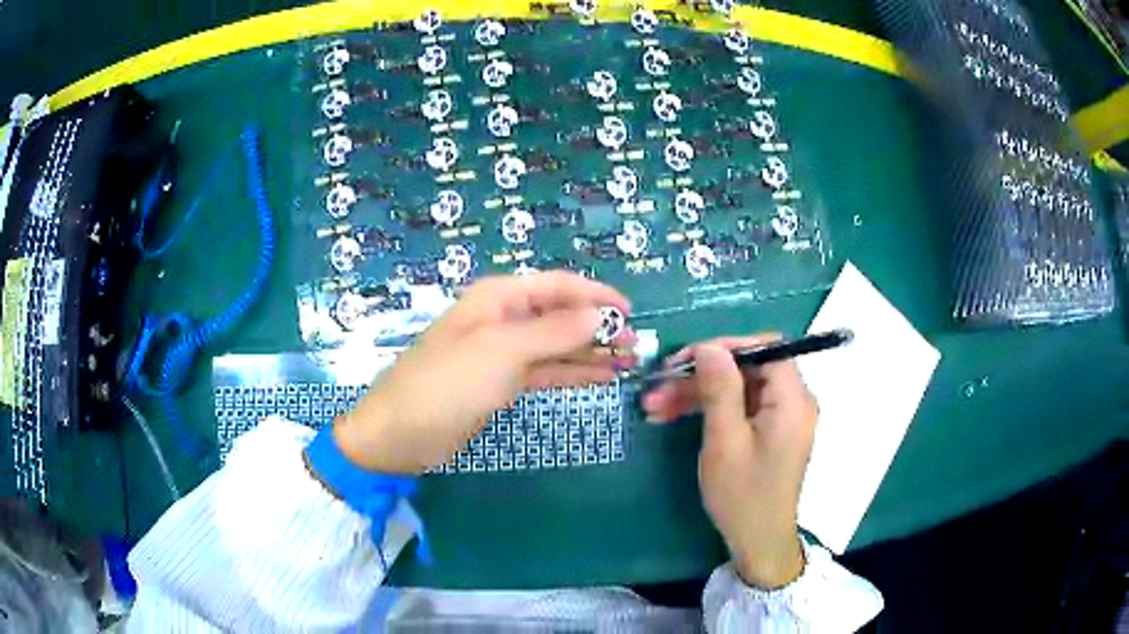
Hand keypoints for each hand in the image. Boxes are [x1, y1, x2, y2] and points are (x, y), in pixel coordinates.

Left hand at [334, 272, 633, 473]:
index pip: (558, 286)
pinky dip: (573, 373)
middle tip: (636, 345)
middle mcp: (504, 319)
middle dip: (598, 327)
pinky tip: (602, 378)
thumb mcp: (501, 353)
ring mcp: (503, 353)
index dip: (596, 296)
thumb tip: (600, 315)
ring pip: (557, 345)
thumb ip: (553, 332)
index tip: (631, 313)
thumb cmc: (446, 384)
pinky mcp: (502, 383)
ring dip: (591, 351)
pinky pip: (546, 371)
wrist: (400, 434)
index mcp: (499, 298)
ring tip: (628, 361)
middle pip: (560, 315)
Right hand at [642, 335, 816, 588]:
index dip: (725, 347)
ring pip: (738, 387)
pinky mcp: (769, 431)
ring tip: (654, 406)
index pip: (765, 348)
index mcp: (793, 399)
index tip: (686, 360)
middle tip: (659, 386)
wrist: (758, 542)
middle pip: (748, 368)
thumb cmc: (743, 495)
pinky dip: (709, 409)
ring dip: (697, 393)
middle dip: (701, 375)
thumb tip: (709, 346)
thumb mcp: (725, 441)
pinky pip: (740, 407)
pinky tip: (673, 416)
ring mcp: (782, 417)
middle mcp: (793, 401)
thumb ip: (720, 389)